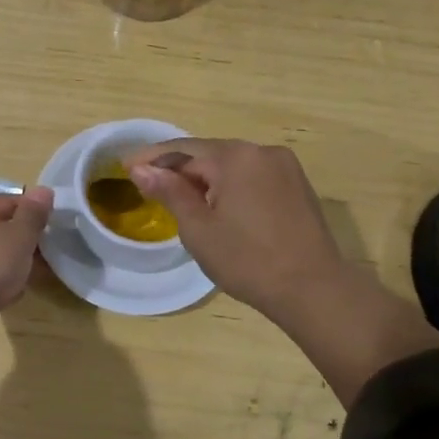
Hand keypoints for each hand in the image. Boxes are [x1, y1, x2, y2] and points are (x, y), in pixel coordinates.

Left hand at [0, 187, 54, 330]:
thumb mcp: (20, 235)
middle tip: (42, 251)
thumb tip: (43, 189)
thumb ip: (32, 213)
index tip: (49, 221)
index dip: (30, 208)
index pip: (7, 201)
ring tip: (27, 274)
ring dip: (7, 260)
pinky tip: (7, 293)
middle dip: (19, 237)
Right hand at [126, 140, 438, 405]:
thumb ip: (169, 192)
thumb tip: (142, 169)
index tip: (125, 166)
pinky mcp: (297, 185)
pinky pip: (252, 176)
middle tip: (147, 184)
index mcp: (235, 156)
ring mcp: (284, 167)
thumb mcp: (199, 228)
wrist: (314, 289)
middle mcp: (262, 151)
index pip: (183, 148)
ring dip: (204, 177)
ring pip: (232, 165)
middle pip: (208, 153)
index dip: (151, 157)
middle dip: (177, 167)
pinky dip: (229, 185)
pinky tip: (217, 204)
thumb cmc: (248, 260)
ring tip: (178, 197)